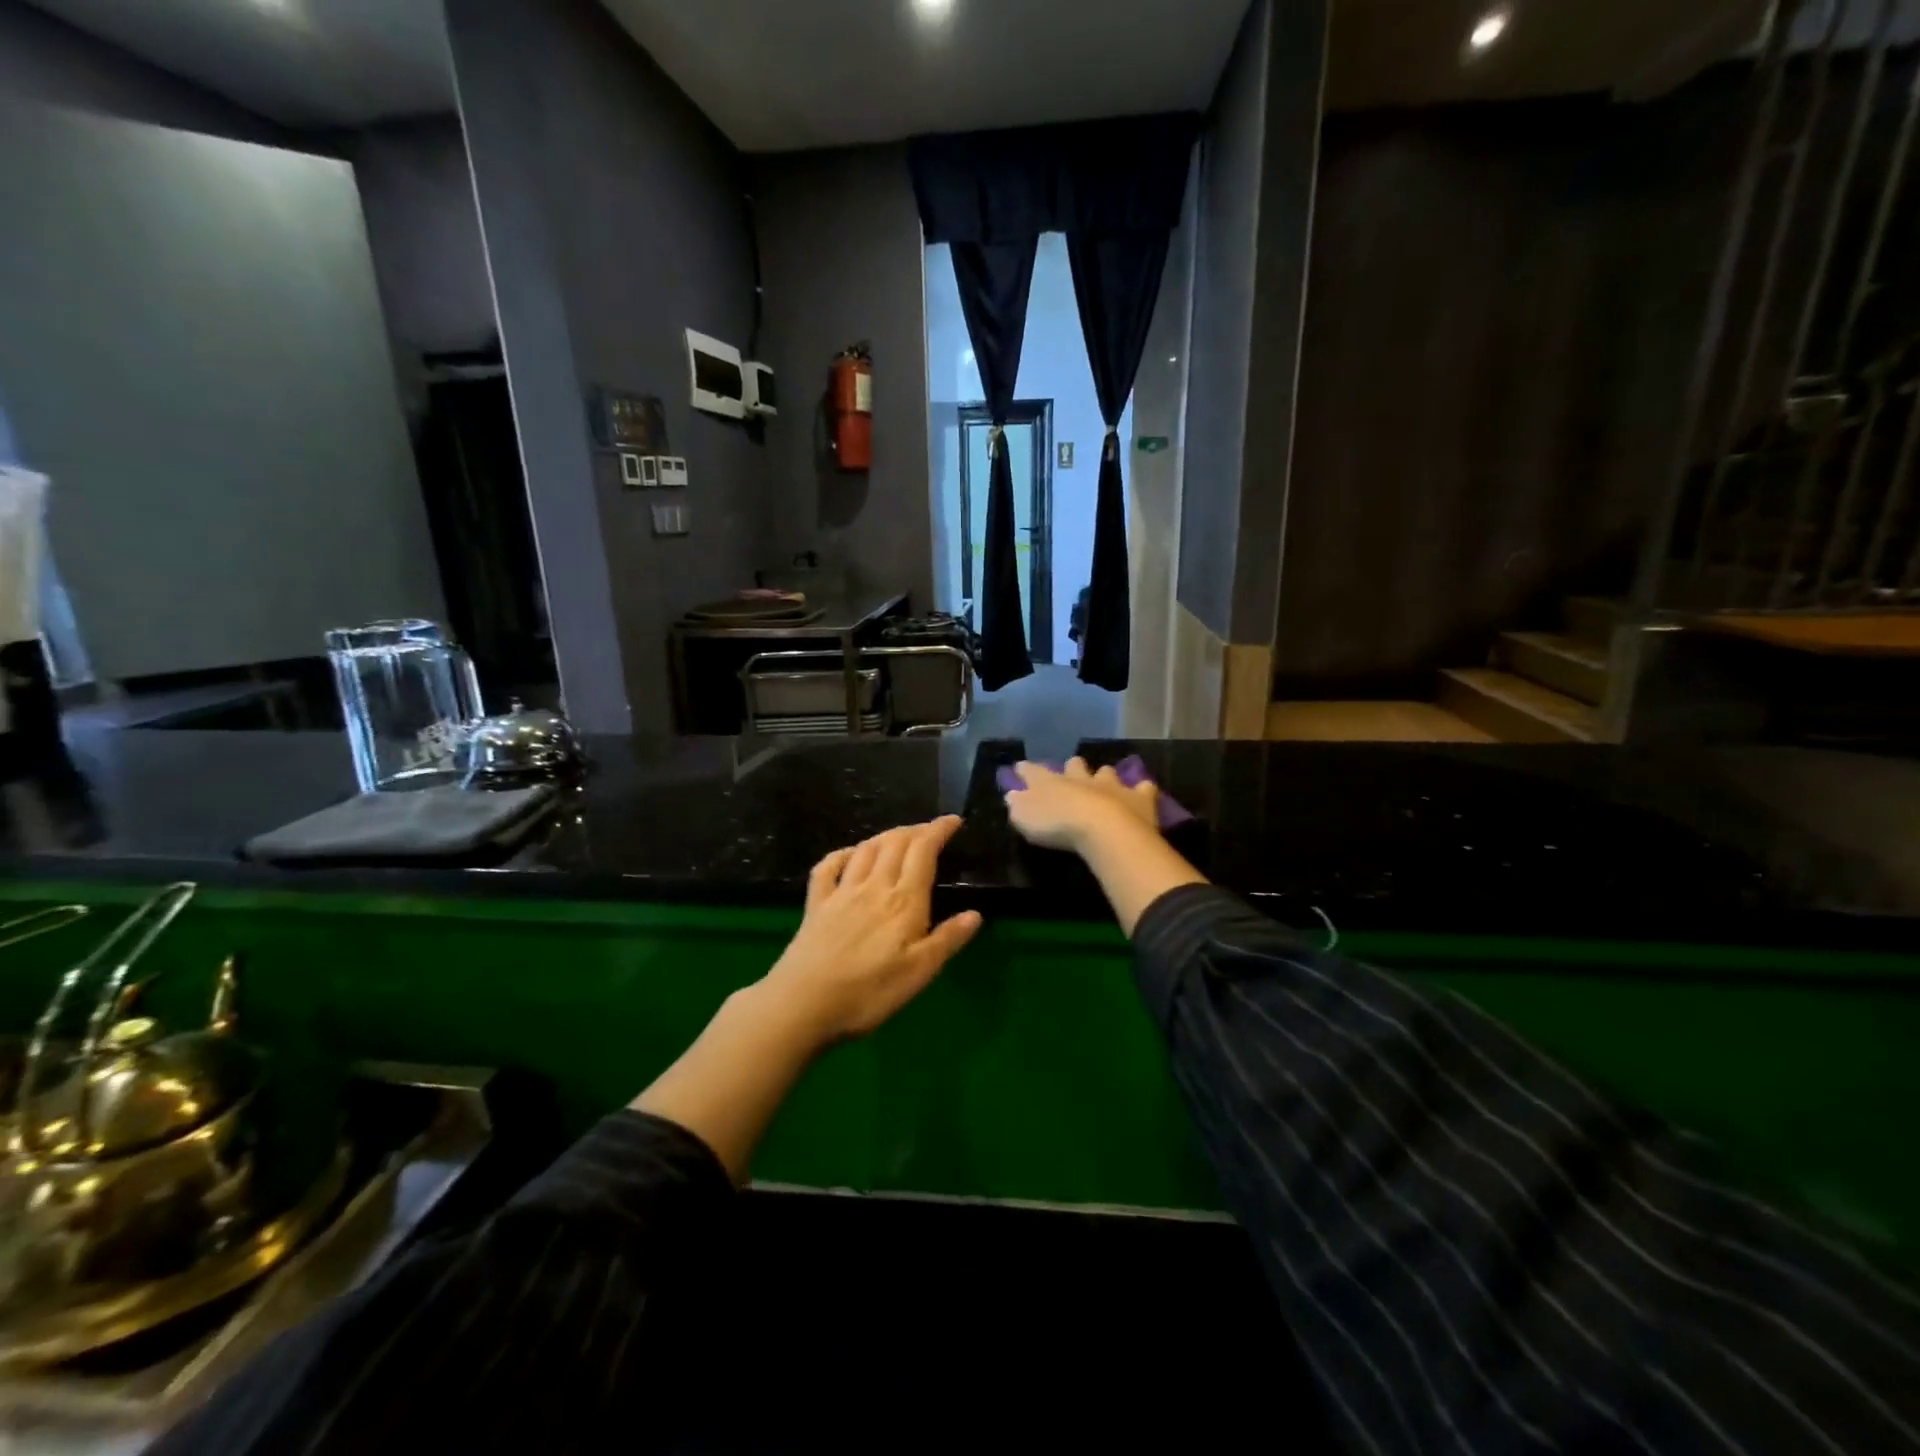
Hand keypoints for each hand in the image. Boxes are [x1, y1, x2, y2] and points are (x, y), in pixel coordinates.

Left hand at [758, 815, 982, 1043]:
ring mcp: (841, 893)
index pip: (924, 851)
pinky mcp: (816, 905)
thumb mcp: (919, 973)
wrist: (803, 1003)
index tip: (954, 820)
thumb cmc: (869, 993)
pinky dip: (842, 853)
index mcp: (904, 900)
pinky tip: (849, 854)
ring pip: (866, 849)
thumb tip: (975, 913)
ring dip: (885, 836)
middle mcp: (874, 886)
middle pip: (895, 843)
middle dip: (916, 830)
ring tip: (899, 836)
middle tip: (930, 830)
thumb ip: (947, 940)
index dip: (939, 830)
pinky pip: (828, 867)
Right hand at [1004, 758, 1160, 853]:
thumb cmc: (1057, 825)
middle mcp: (1080, 778)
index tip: (1021, 767)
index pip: (1033, 771)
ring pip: (1107, 772)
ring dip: (1104, 777)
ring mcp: (1111, 785)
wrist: (1102, 829)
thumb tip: (1012, 795)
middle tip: (1071, 773)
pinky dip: (1142, 790)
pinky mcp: (1138, 797)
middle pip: (1074, 765)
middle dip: (1072, 768)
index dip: (1025, 770)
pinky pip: (1142, 788)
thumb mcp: (1025, 818)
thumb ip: (1017, 805)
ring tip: (1105, 783)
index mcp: (1050, 782)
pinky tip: (1143, 792)